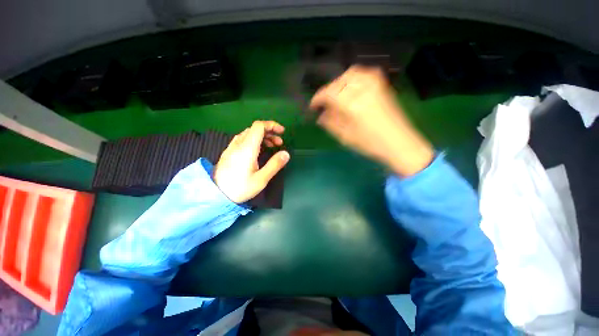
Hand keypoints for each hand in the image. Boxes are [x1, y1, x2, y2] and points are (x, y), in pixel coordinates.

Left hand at [213, 121, 289, 203]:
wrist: (216, 195)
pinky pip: (243, 139)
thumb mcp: (261, 179)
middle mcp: (238, 144)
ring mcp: (232, 147)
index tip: (282, 132)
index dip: (272, 125)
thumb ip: (274, 165)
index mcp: (247, 148)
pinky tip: (259, 150)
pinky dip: (255, 140)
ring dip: (262, 136)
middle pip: (254, 129)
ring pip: (249, 134)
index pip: (259, 126)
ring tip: (272, 146)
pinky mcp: (229, 152)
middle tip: (279, 143)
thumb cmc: (240, 188)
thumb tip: (286, 154)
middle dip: (270, 132)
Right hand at [310, 65, 432, 175]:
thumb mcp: (345, 137)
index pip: (329, 93)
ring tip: (337, 95)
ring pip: (352, 73)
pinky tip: (352, 89)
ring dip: (340, 82)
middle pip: (339, 81)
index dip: (318, 98)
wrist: (400, 143)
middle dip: (328, 90)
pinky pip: (364, 74)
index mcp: (352, 104)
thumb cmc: (371, 144)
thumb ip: (330, 123)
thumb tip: (320, 115)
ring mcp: (375, 85)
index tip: (313, 106)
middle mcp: (363, 89)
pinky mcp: (382, 86)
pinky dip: (353, 78)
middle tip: (325, 103)